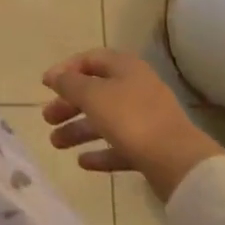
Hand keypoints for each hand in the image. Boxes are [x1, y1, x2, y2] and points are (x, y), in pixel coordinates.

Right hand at [42, 48, 224, 202]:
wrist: (179, 164)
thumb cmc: (130, 118)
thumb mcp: (92, 95)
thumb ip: (69, 83)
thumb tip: (54, 76)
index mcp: (125, 67)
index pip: (89, 60)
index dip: (65, 70)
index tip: (45, 86)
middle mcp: (136, 88)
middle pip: (94, 92)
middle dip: (68, 105)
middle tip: (47, 118)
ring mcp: (146, 119)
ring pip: (105, 120)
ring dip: (79, 130)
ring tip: (56, 143)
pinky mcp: (151, 148)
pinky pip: (119, 145)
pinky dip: (100, 151)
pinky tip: (83, 162)